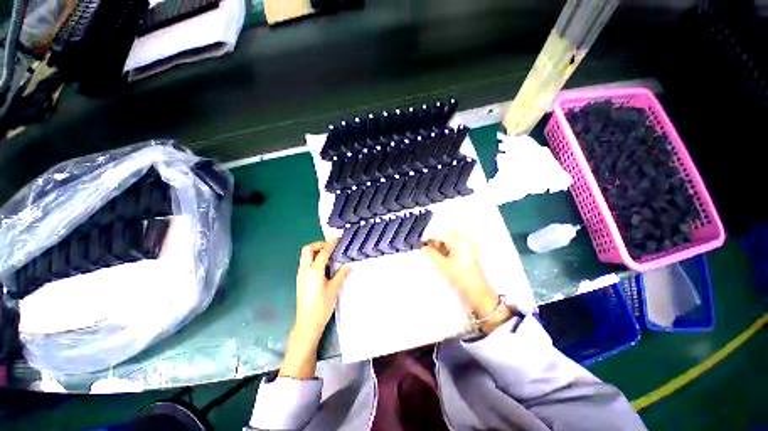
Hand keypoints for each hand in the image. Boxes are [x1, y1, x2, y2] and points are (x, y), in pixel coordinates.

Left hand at [293, 239, 351, 342]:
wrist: (307, 323)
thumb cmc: (322, 306)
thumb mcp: (334, 289)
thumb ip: (341, 274)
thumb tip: (350, 265)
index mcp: (314, 271)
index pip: (323, 252)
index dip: (330, 244)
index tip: (337, 239)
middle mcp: (305, 270)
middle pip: (308, 249)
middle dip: (319, 244)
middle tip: (330, 246)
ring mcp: (301, 275)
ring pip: (305, 256)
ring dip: (316, 251)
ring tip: (329, 254)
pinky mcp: (300, 280)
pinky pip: (305, 263)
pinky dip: (313, 258)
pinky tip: (323, 265)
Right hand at [423, 232, 512, 333]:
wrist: (477, 292)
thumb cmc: (460, 277)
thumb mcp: (443, 265)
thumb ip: (432, 253)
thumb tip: (423, 247)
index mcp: (459, 241)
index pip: (441, 233)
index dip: (429, 235)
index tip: (421, 241)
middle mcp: (464, 240)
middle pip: (446, 234)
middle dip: (435, 238)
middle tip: (427, 247)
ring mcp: (468, 246)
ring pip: (450, 239)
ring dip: (441, 243)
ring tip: (433, 251)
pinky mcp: (469, 252)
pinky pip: (455, 244)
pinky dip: (447, 247)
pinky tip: (441, 254)